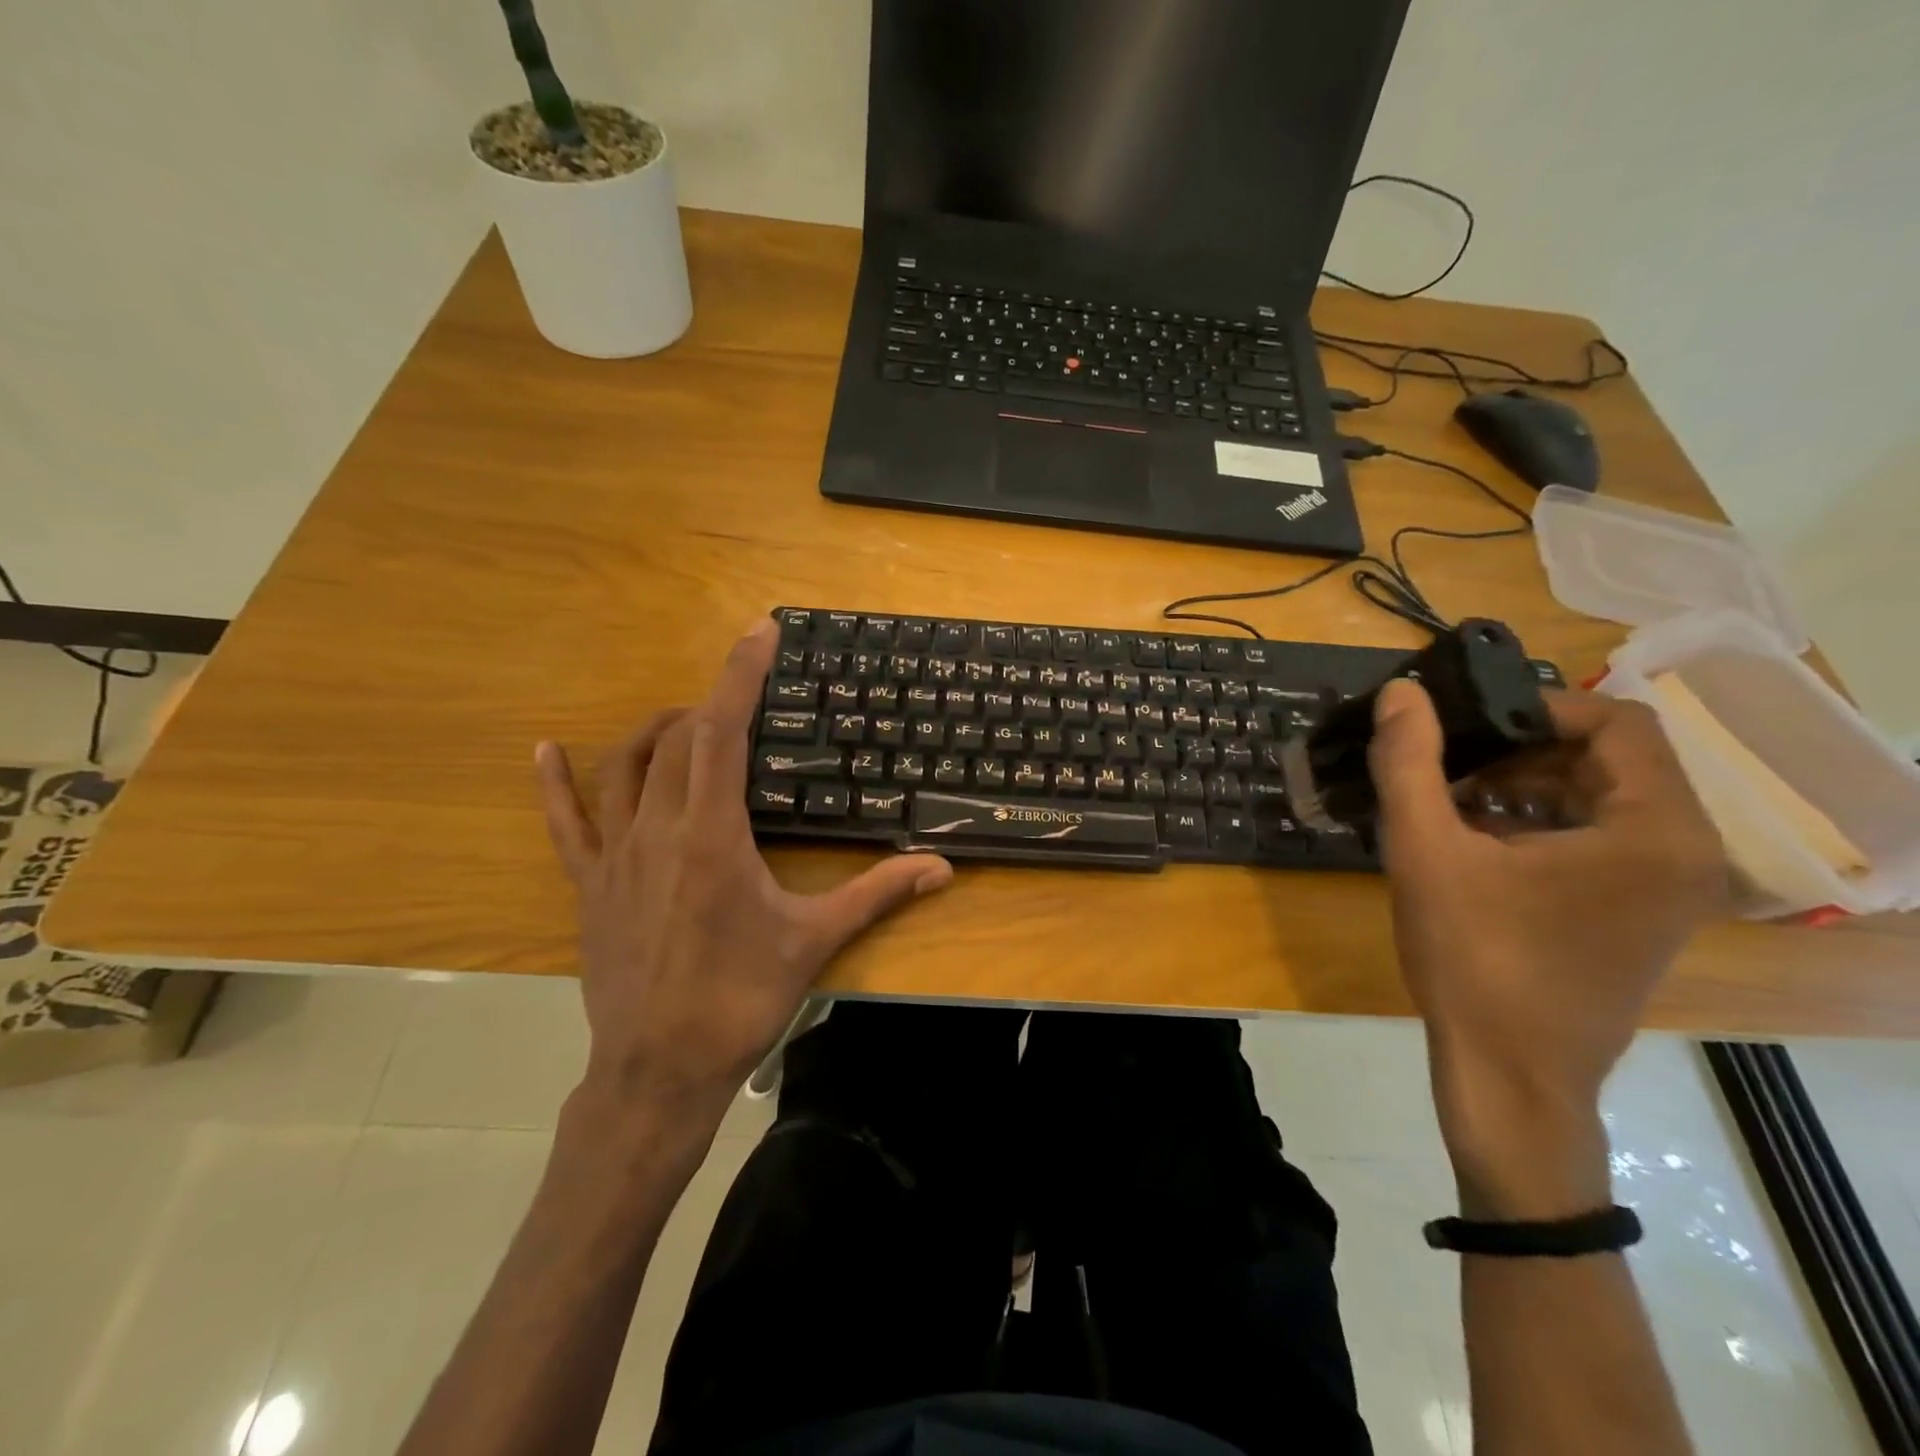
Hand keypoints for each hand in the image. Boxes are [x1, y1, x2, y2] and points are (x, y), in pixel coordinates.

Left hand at [535, 619, 953, 1128]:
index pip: (723, 731)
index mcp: (713, 835)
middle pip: (679, 740)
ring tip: (688, 722)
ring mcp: (615, 854)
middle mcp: (658, 829)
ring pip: (625, 766)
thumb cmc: (739, 999)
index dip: (740, 675)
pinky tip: (544, 750)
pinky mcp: (589, 884)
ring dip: (658, 731)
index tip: (758, 632)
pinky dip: (555, 782)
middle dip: (713, 708)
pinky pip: (564, 821)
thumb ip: (878, 893)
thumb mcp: (814, 940)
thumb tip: (942, 868)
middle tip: (748, 708)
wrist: (660, 1070)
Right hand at [1368, 682, 1727, 1213]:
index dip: (1536, 708)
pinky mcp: (1643, 914)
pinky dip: (1540, 823)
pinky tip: (1474, 842)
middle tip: (1447, 764)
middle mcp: (1686, 853)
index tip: (1464, 725)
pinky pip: (1600, 839)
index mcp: (1656, 831)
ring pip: (1602, 798)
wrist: (1509, 1074)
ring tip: (1450, 801)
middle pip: (1611, 759)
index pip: (1617, 722)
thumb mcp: (1425, 851)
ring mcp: (1671, 889)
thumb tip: (1401, 692)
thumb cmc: (1473, 960)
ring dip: (1525, 785)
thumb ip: (1410, 763)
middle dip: (1521, 751)